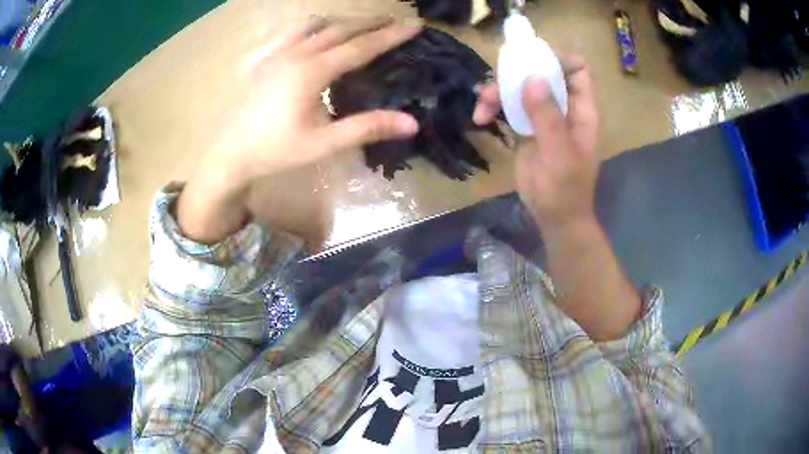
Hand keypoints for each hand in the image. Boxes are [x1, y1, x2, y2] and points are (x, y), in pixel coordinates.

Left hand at [179, 18, 421, 242]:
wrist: (228, 153)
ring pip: (314, 24)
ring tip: (357, 24)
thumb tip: (411, 123)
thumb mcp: (323, 143)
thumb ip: (366, 128)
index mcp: (312, 71)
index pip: (360, 47)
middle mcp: (295, 53)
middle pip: (339, 29)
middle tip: (392, 20)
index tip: (413, 25)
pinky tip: (313, 34)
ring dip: (340, 21)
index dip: (389, 36)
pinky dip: (311, 27)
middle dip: (369, 23)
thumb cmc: (275, 150)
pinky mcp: (263, 59)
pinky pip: (291, 32)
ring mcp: (276, 53)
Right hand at [473, 56, 599, 233]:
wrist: (553, 217)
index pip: (578, 70)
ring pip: (520, 87)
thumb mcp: (560, 154)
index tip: (532, 62)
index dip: (559, 59)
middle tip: (497, 84)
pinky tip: (479, 118)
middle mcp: (563, 107)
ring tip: (482, 107)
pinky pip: (507, 106)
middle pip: (542, 72)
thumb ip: (548, 117)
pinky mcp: (524, 127)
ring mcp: (543, 116)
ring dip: (498, 91)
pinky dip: (492, 107)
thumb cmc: (565, 190)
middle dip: (518, 73)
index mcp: (581, 110)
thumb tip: (532, 78)